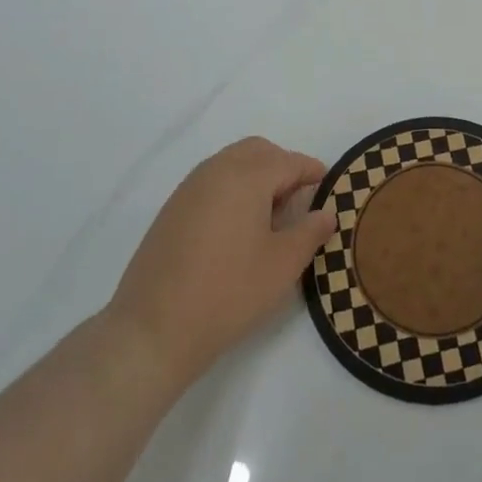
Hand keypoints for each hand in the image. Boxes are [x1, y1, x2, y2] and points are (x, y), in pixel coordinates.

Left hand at [107, 137, 337, 386]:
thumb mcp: (283, 264)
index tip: (328, 188)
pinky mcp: (172, 209)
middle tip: (298, 200)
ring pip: (232, 163)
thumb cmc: (228, 292)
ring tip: (269, 217)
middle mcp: (217, 170)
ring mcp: (189, 188)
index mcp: (247, 176)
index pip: (290, 162)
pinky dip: (232, 190)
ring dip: (256, 176)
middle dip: (283, 167)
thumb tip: (326, 213)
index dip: (313, 172)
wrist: (152, 330)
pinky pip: (212, 182)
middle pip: (259, 151)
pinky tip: (237, 228)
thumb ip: (310, 231)